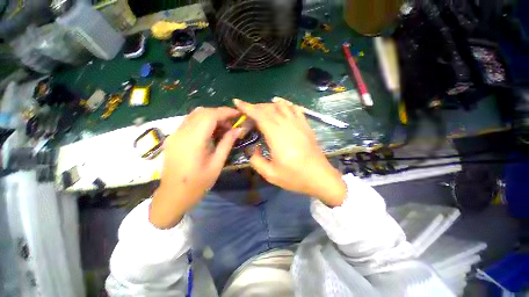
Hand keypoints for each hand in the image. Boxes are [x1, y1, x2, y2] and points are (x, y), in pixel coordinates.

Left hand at [150, 107, 241, 228]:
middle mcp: (181, 133)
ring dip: (211, 117)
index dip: (225, 112)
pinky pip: (190, 122)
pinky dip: (203, 122)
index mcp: (193, 141)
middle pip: (202, 112)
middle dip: (219, 114)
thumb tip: (238, 130)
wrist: (173, 196)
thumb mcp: (217, 164)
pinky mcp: (173, 137)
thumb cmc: (198, 183)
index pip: (210, 116)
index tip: (238, 114)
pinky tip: (211, 132)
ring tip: (223, 128)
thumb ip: (227, 143)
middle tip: (232, 124)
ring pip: (195, 115)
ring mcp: (175, 134)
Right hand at [234, 98, 345, 206]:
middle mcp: (287, 125)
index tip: (237, 102)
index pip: (259, 115)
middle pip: (269, 108)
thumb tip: (254, 149)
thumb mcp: (270, 174)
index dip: (247, 107)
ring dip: (269, 105)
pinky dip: (285, 105)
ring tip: (262, 111)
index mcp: (276, 135)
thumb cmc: (295, 177)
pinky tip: (282, 108)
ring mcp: (298, 123)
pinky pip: (295, 109)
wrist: (320, 177)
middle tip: (248, 113)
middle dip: (256, 107)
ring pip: (281, 106)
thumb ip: (256, 161)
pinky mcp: (306, 125)